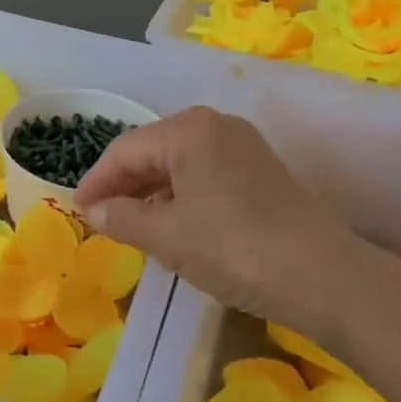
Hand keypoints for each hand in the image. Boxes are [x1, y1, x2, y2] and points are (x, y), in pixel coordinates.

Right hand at [73, 107, 378, 342]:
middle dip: (123, 185)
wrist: (323, 277)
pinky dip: (181, 195)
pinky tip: (173, 223)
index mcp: (187, 129)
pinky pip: (205, 173)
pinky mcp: (260, 170)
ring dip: (151, 192)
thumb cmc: (232, 247)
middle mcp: (214, 124)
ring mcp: (242, 145)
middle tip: (100, 218)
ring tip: (131, 224)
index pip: (125, 150)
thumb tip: (94, 211)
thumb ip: (121, 218)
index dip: (97, 181)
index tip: (77, 209)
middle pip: (152, 150)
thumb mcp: (166, 236)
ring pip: (179, 163)